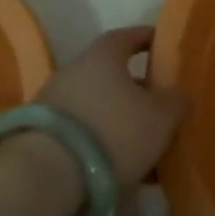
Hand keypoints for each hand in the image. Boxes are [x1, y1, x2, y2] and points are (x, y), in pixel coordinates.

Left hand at [40, 26, 185, 186]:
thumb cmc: (113, 132)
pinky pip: (79, 133)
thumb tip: (177, 95)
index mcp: (103, 56)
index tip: (162, 44)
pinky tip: (116, 164)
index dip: (147, 38)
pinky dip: (98, 142)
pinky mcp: (37, 138)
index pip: (127, 36)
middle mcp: (73, 72)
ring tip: (140, 141)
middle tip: (158, 102)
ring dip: (115, 118)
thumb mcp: (162, 117)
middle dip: (134, 86)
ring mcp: (50, 105)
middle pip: (109, 73)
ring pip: (94, 105)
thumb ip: (175, 101)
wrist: (44, 179)